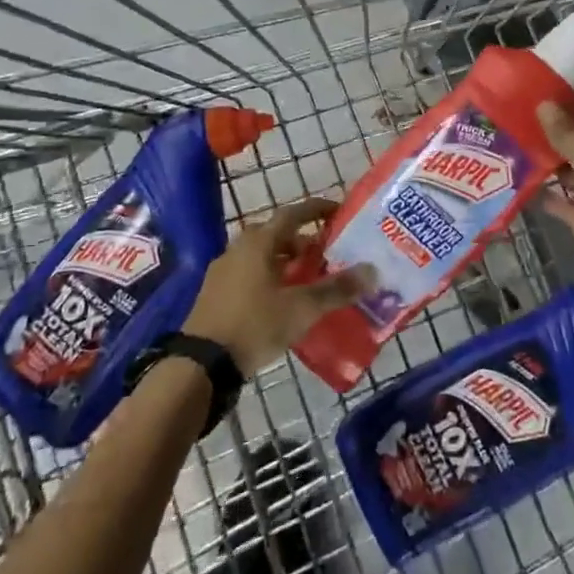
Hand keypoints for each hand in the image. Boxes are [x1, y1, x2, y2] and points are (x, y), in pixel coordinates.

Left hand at [183, 198, 366, 375]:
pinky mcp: (215, 293)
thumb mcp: (302, 308)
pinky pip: (249, 273)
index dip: (317, 209)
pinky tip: (282, 300)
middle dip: (303, 240)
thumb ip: (337, 289)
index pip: (293, 214)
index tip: (338, 211)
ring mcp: (223, 270)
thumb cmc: (254, 325)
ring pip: (262, 255)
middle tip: (326, 252)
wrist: (201, 364)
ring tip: (309, 278)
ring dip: (286, 260)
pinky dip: (270, 276)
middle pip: (276, 234)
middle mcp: (239, 248)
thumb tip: (373, 271)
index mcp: (259, 242)